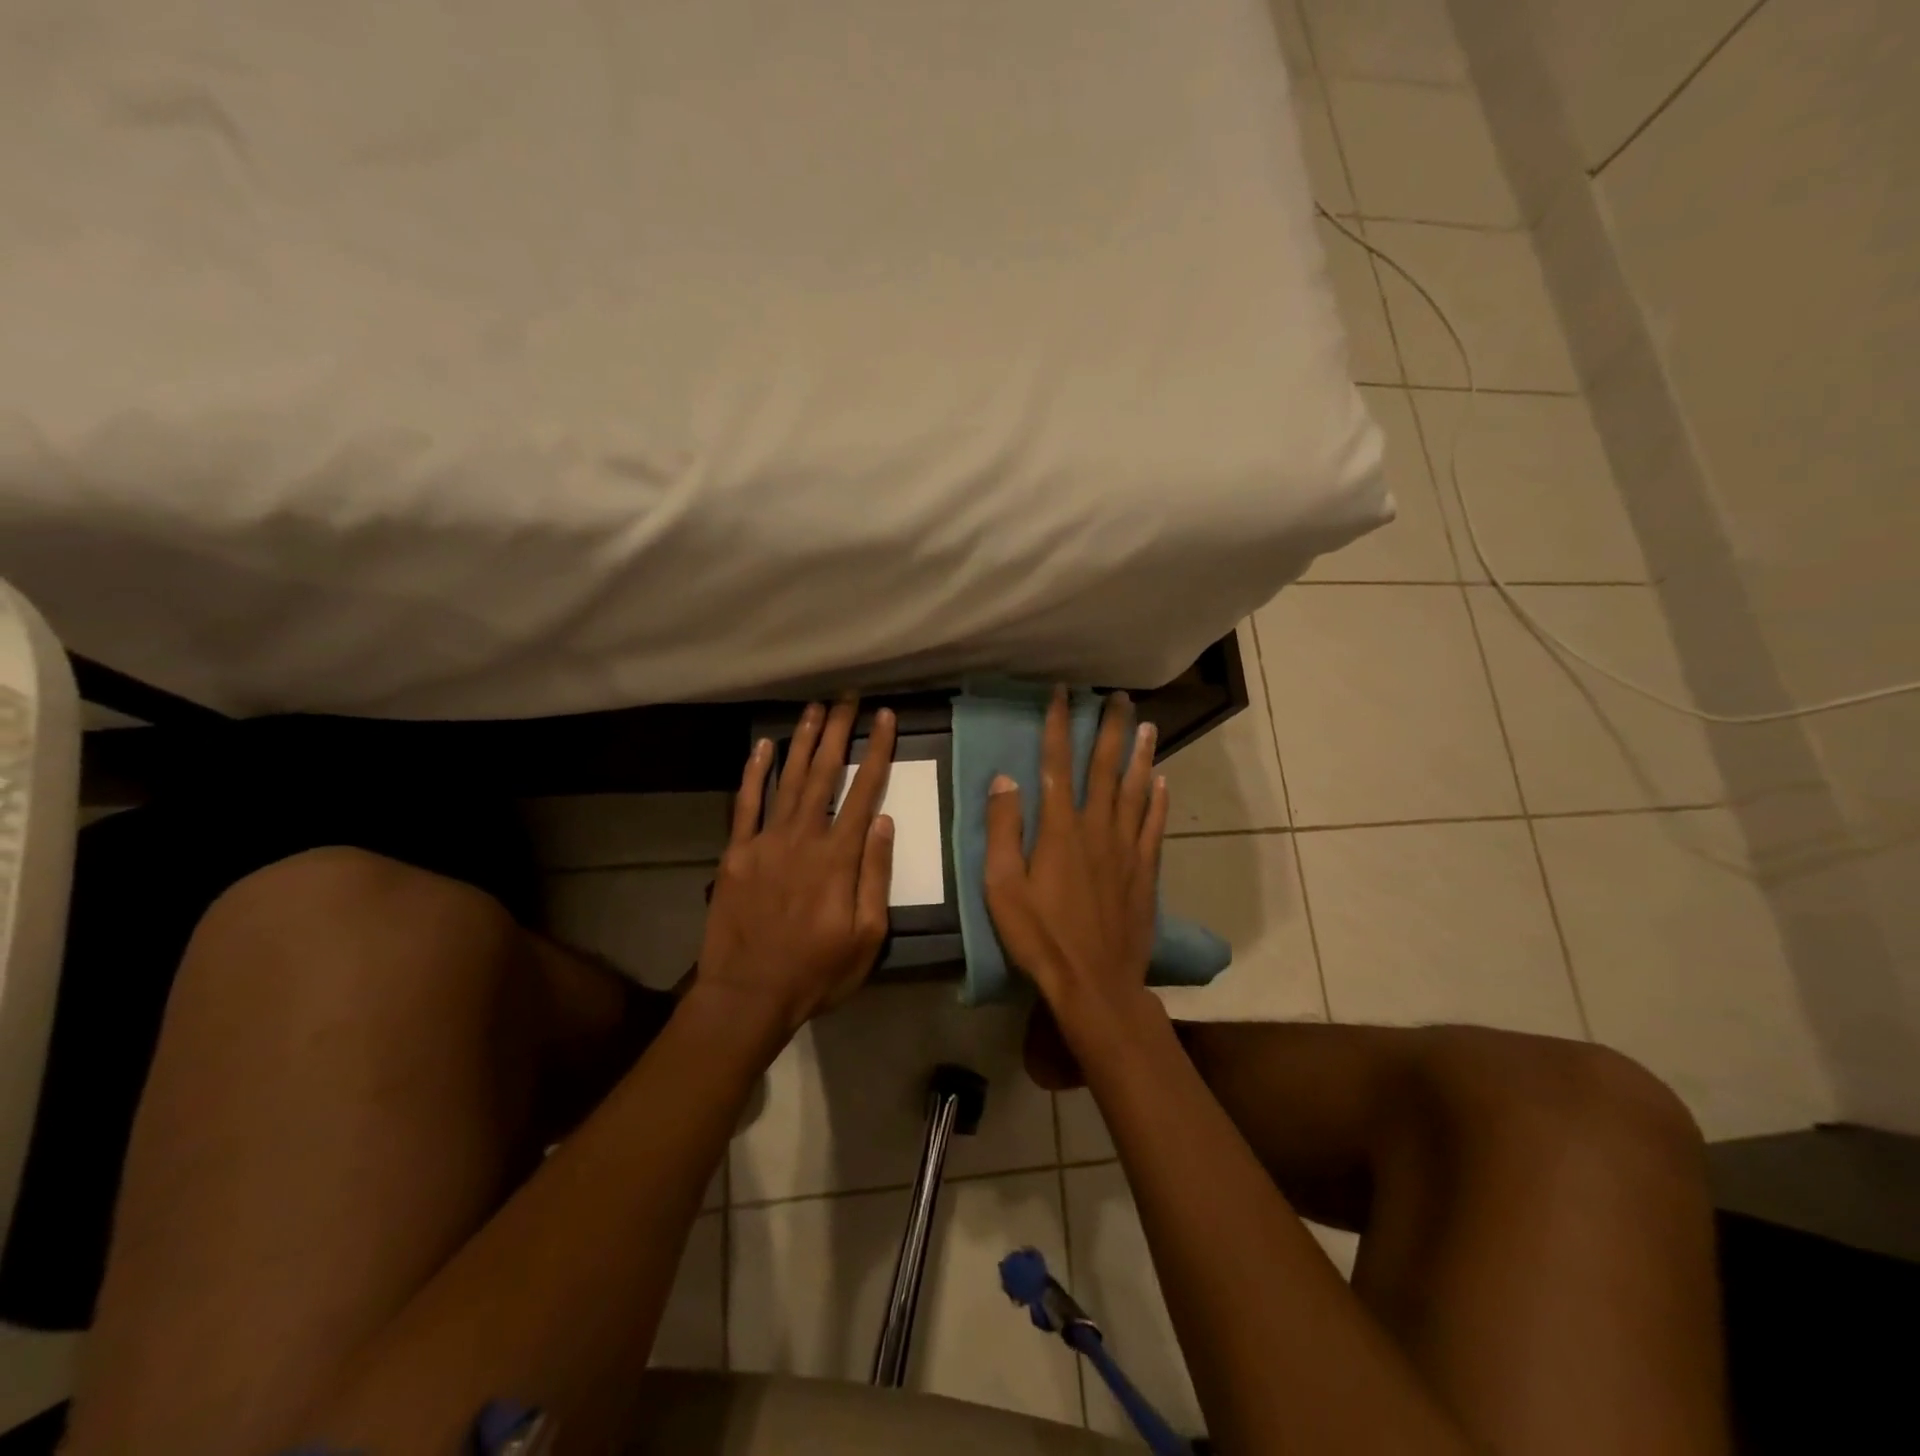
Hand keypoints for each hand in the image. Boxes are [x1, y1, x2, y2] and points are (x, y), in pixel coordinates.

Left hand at [693, 699, 896, 1040]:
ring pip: (788, 779)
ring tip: (816, 708)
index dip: (876, 751)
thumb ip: (876, 875)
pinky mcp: (736, 852)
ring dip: (803, 740)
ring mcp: (765, 841)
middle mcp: (803, 837)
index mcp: (838, 857)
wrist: (747, 996)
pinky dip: (754, 772)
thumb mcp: (867, 937)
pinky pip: (746, 803)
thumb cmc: (816, 972)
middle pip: (824, 773)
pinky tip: (764, 745)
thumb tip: (884, 822)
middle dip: (838, 731)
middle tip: (848, 697)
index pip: (864, 791)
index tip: (886, 717)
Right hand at [984, 687, 1167, 1029]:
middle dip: (1110, 729)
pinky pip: (1154, 826)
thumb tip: (1005, 779)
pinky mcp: (1145, 872)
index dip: (1059, 725)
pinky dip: (1159, 800)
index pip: (1057, 764)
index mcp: (1060, 829)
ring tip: (1146, 724)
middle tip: (1118, 697)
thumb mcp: (1002, 887)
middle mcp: (1097, 828)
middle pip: (1105, 768)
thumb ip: (1003, 830)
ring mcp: (1126, 849)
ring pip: (1135, 790)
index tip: (1062, 693)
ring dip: (1140, 755)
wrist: (1095, 982)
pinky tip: (1163, 781)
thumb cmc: (1040, 937)